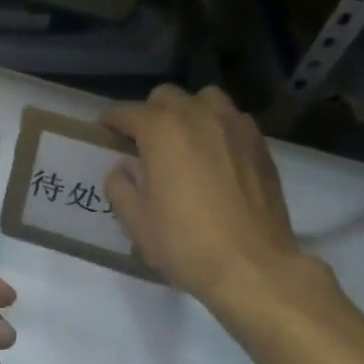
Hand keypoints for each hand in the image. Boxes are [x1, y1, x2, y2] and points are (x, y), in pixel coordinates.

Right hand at [104, 85, 304, 304]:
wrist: (253, 267)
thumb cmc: (186, 244)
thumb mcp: (136, 222)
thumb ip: (120, 187)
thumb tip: (122, 169)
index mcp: (162, 130)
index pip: (127, 112)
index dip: (111, 120)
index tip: (104, 130)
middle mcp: (199, 116)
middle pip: (166, 97)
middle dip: (149, 113)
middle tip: (143, 141)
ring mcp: (235, 126)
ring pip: (205, 99)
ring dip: (188, 112)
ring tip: (184, 139)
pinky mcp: (260, 144)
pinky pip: (232, 120)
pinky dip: (218, 127)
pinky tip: (215, 154)